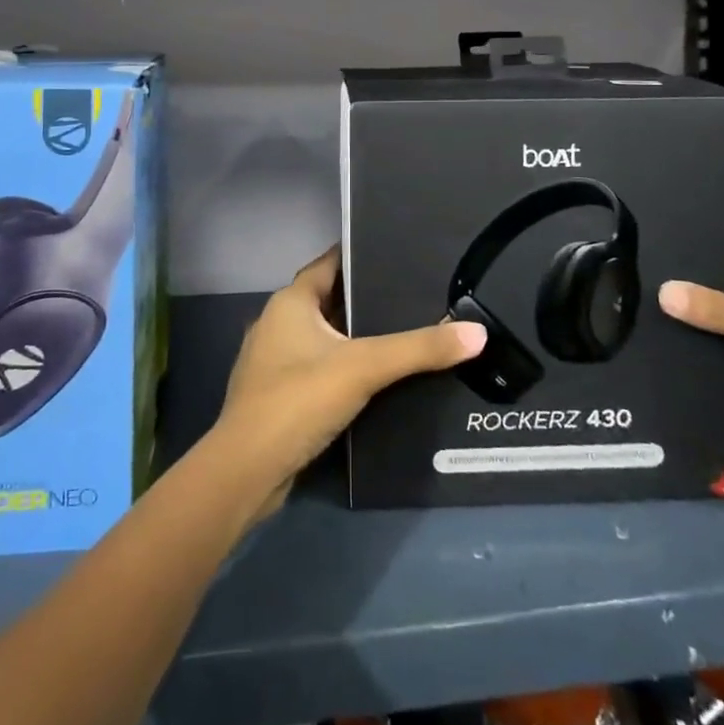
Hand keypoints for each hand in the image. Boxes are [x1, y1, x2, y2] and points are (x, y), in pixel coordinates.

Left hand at [208, 246, 486, 523]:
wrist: (246, 471)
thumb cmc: (298, 400)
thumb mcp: (364, 367)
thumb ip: (419, 349)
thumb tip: (477, 332)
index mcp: (289, 302)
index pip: (328, 264)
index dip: (359, 256)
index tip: (397, 253)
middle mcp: (277, 323)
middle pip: (327, 300)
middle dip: (364, 298)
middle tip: (411, 296)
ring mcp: (273, 361)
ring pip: (322, 337)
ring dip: (353, 336)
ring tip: (400, 335)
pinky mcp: (277, 396)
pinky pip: (316, 368)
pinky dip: (341, 367)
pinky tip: (372, 380)